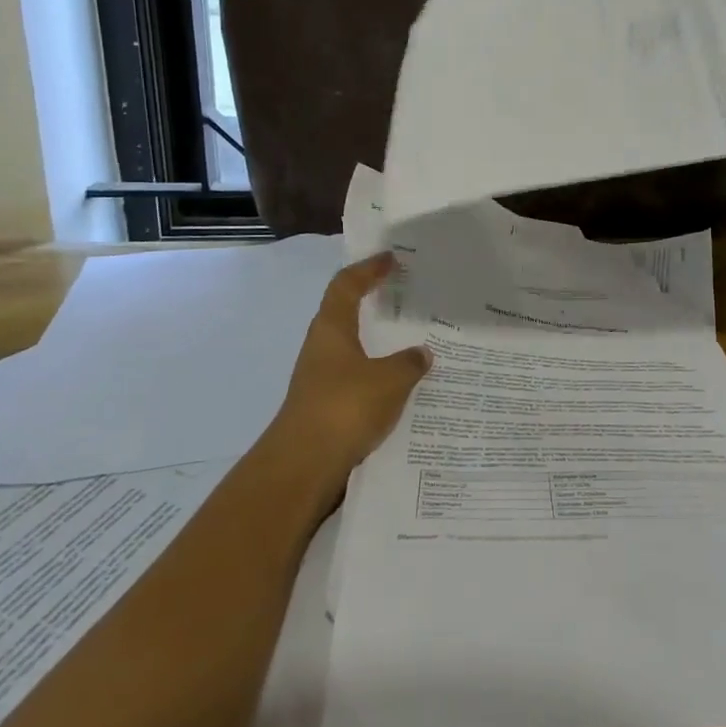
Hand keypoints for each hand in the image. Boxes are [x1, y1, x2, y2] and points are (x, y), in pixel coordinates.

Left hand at [270, 253, 428, 479]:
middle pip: (347, 314)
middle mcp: (322, 348)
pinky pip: (358, 379)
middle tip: (407, 296)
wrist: (304, 467)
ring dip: (379, 343)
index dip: (368, 268)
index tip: (392, 259)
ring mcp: (321, 379)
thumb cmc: (344, 408)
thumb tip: (422, 353)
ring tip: (415, 342)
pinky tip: (404, 386)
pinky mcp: (327, 407)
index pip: (347, 284)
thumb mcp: (389, 380)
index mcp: (331, 329)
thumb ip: (409, 363)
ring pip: (354, 349)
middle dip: (375, 303)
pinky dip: (379, 375)